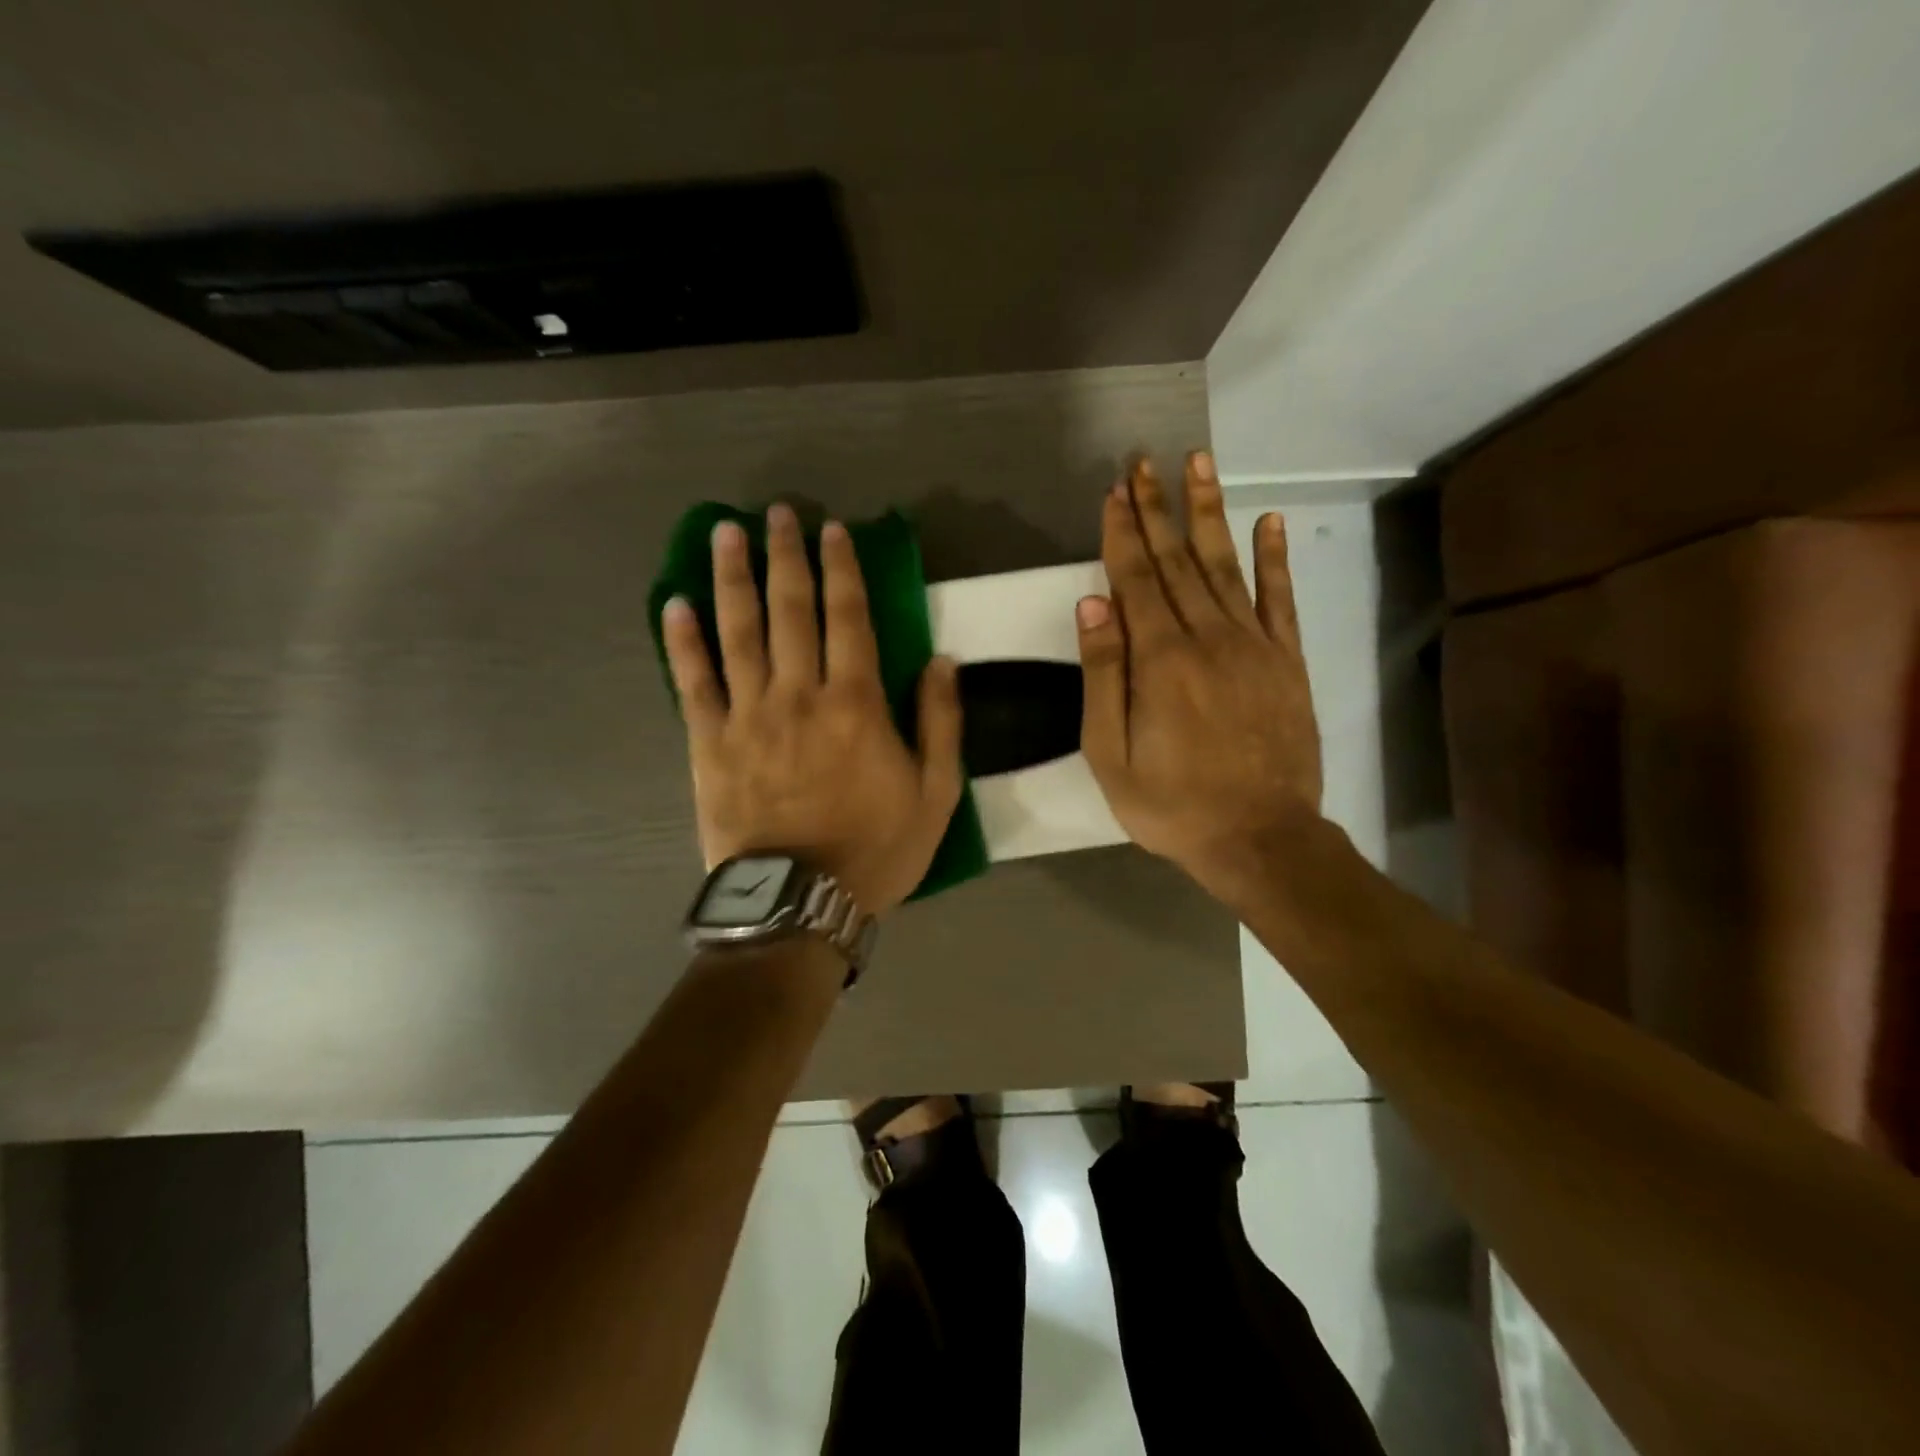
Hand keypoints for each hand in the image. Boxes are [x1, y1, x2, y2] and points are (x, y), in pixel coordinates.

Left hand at [661, 504, 962, 914]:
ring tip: (724, 533)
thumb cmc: (874, 848)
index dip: (842, 568)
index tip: (833, 530)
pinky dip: (682, 641)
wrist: (800, 901)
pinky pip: (693, 682)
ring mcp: (748, 715)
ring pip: (738, 632)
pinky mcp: (709, 743)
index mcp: (856, 703)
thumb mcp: (935, 793)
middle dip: (785, 555)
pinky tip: (675, 604)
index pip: (849, 617)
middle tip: (776, 513)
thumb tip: (943, 660)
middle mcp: (799, 694)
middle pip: (790, 609)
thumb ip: (941, 723)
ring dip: (731, 578)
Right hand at [1076, 452, 1323, 905]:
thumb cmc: (1171, 803)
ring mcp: (1254, 646)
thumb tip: (1092, 602)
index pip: (1135, 578)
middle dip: (1157, 507)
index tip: (1114, 490)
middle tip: (1144, 461)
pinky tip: (1268, 522)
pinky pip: (1280, 600)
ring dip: (1208, 512)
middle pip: (1176, 560)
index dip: (1122, 531)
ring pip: (1225, 565)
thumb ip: (1103, 674)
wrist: (1260, 837)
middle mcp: (1207, 637)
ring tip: (1199, 463)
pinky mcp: (1287, 662)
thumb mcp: (1111, 753)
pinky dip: (1274, 558)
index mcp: (1160, 659)